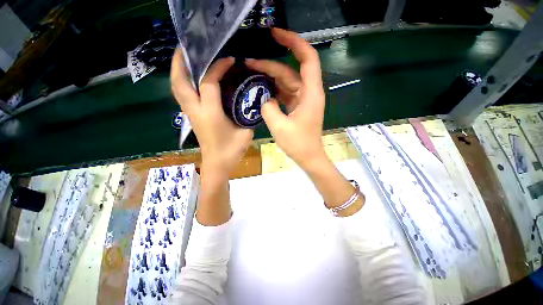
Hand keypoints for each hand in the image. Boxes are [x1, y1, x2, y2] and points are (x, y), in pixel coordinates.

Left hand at [171, 50, 253, 175]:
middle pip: (180, 81)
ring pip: (177, 88)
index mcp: (210, 113)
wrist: (218, 165)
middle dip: (180, 61)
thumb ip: (248, 115)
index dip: (218, 68)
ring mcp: (190, 114)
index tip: (230, 60)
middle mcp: (195, 111)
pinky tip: (193, 78)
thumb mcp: (245, 132)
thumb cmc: (232, 150)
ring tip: (186, 57)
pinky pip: (183, 95)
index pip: (208, 82)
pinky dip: (183, 82)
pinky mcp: (191, 117)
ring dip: (178, 70)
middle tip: (187, 46)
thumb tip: (251, 102)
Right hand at [245, 28, 325, 169]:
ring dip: (270, 77)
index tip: (276, 34)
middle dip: (270, 65)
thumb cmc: (298, 144)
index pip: (307, 59)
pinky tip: (261, 89)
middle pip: (290, 71)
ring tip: (251, 73)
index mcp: (310, 94)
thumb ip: (269, 108)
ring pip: (286, 82)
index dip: (294, 42)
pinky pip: (285, 92)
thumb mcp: (280, 127)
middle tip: (249, 62)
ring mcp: (303, 99)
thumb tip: (265, 98)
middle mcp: (309, 93)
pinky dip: (274, 90)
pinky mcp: (298, 106)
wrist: (308, 157)